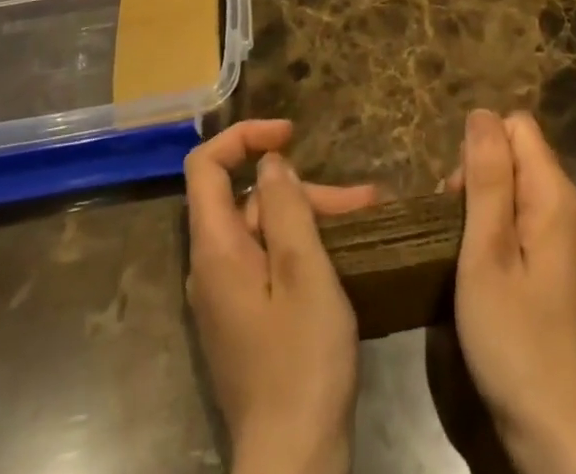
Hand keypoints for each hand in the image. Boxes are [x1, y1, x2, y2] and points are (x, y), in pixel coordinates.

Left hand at [184, 120, 375, 473]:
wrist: (294, 464)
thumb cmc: (302, 362)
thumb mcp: (305, 273)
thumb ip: (287, 209)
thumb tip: (270, 164)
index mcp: (216, 249)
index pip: (206, 166)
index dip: (244, 137)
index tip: (291, 134)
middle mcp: (211, 267)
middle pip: (247, 199)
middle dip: (302, 189)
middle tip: (362, 199)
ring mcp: (226, 297)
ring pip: (264, 231)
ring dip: (313, 217)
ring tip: (369, 217)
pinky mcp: (245, 320)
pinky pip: (269, 262)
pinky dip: (305, 247)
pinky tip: (345, 250)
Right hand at [452, 110, 575, 473]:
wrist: (559, 434)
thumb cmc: (515, 339)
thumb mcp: (486, 252)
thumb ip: (486, 177)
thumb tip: (482, 113)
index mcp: (554, 194)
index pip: (516, 126)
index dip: (480, 150)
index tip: (459, 199)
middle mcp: (568, 207)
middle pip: (516, 156)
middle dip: (478, 179)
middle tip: (458, 236)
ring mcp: (567, 241)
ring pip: (517, 190)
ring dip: (484, 211)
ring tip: (465, 258)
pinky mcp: (560, 269)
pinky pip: (524, 223)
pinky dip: (499, 236)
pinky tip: (485, 275)